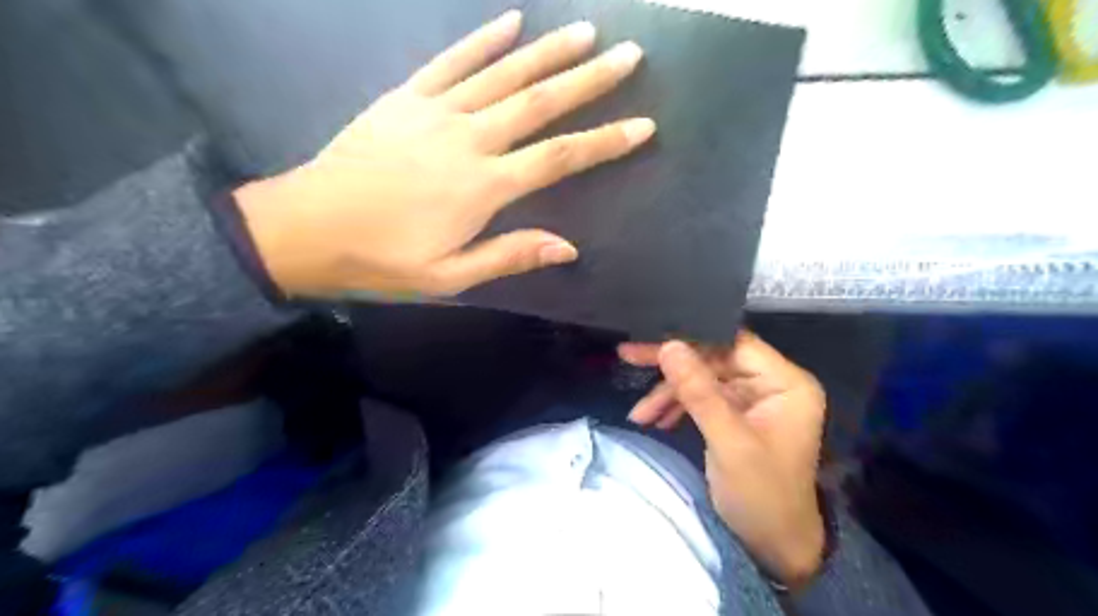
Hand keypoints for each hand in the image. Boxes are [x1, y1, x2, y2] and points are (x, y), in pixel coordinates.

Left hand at [234, 9, 654, 296]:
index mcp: (483, 187)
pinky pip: (451, 60)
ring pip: (503, 74)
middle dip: (590, 79)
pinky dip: (483, 39)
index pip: (558, 158)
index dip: (604, 141)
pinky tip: (512, 21)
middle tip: (629, 55)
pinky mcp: (406, 97)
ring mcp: (436, 111)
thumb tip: (568, 247)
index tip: (643, 125)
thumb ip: (509, 255)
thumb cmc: (384, 258)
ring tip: (587, 31)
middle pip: (540, 103)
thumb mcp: (450, 276)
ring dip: (549, 51)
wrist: (309, 228)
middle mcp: (468, 139)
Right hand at [617, 334, 822, 589]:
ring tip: (639, 414)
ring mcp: (753, 399)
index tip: (651, 338)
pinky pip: (702, 398)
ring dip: (669, 393)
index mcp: (785, 382)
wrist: (775, 548)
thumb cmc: (762, 496)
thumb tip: (669, 346)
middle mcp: (771, 383)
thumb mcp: (728, 442)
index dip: (693, 338)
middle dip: (672, 369)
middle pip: (714, 359)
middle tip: (629, 356)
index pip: (733, 343)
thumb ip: (698, 392)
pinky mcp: (737, 414)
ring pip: (703, 378)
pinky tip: (654, 420)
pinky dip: (677, 407)